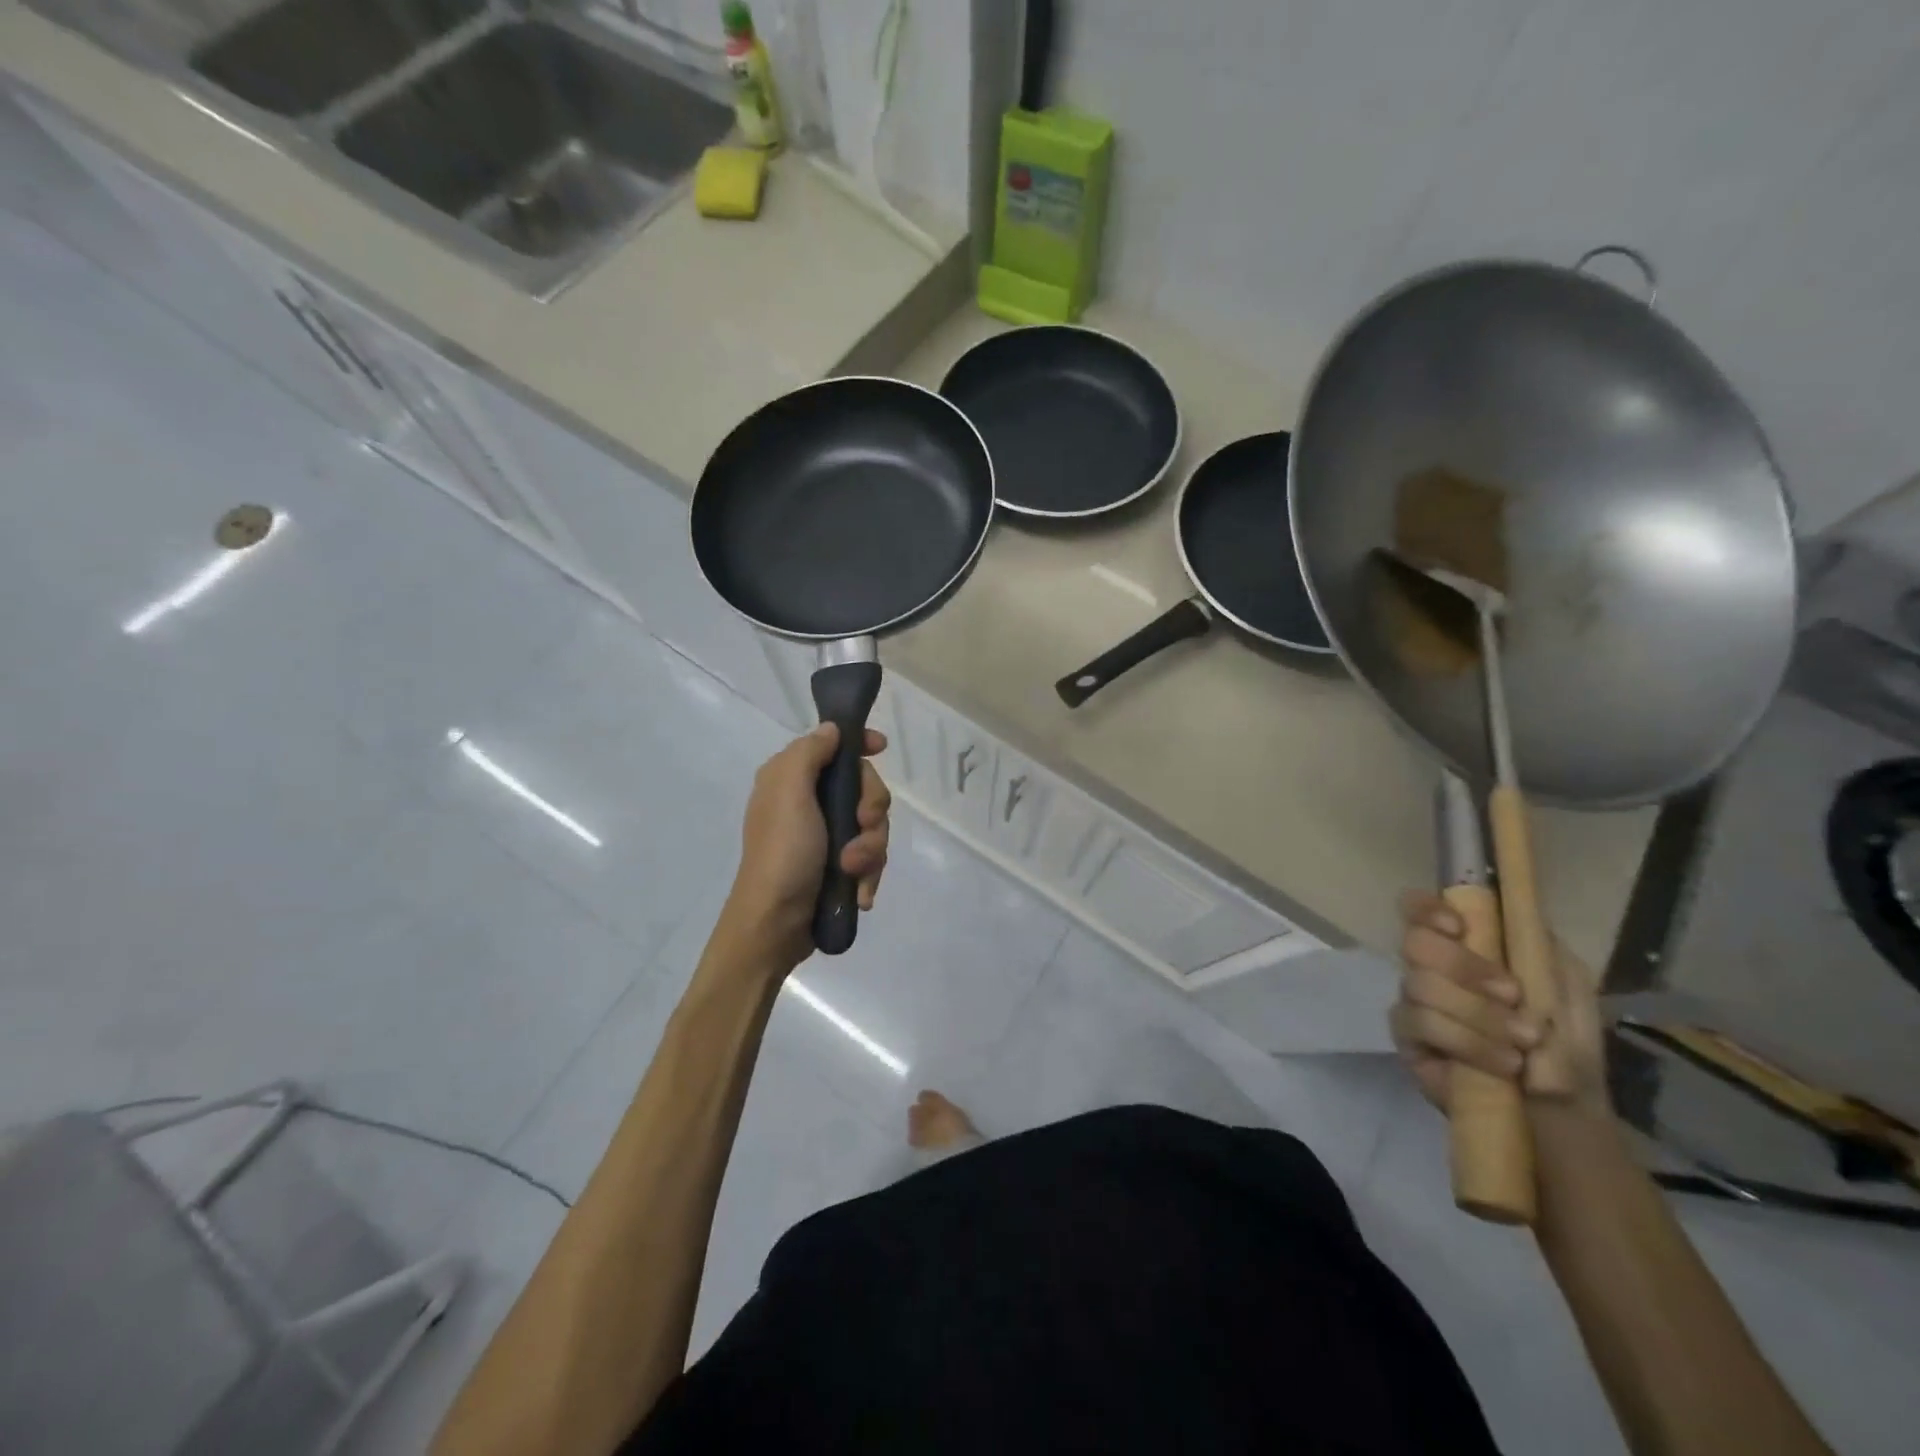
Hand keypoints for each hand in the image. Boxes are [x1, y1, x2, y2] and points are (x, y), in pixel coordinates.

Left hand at [720, 724, 891, 968]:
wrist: (775, 924)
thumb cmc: (782, 852)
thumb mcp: (789, 792)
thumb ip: (810, 753)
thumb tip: (832, 730)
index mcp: (792, 779)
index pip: (834, 746)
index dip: (860, 744)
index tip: (881, 748)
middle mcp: (808, 802)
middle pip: (863, 788)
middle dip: (872, 810)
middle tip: (862, 827)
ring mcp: (825, 836)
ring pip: (873, 826)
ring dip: (870, 849)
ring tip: (854, 872)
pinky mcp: (838, 867)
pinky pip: (870, 858)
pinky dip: (868, 874)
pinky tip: (859, 893)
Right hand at [1391, 891, 1607, 1115]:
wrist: (1564, 1113)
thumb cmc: (1565, 1043)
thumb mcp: (1565, 984)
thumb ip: (1534, 942)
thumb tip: (1506, 905)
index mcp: (1461, 946)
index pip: (1417, 908)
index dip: (1427, 909)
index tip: (1460, 928)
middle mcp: (1428, 968)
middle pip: (1415, 942)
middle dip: (1464, 966)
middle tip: (1512, 994)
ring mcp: (1413, 1002)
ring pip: (1420, 985)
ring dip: (1477, 1012)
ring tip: (1522, 1042)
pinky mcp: (1406, 1039)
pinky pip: (1420, 1023)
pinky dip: (1466, 1040)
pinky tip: (1501, 1063)